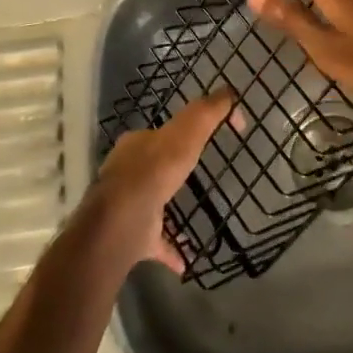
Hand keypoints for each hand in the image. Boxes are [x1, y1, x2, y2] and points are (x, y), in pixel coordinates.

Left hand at [80, 92, 232, 271]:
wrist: (122, 221)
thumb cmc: (155, 170)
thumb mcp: (186, 132)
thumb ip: (207, 113)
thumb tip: (230, 93)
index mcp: (137, 144)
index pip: (160, 132)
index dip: (182, 132)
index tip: (205, 141)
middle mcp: (127, 172)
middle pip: (150, 165)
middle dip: (169, 169)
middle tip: (192, 173)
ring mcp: (127, 206)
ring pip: (150, 203)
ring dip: (167, 208)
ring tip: (191, 214)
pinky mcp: (133, 237)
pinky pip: (155, 242)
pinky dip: (170, 248)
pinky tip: (186, 260)